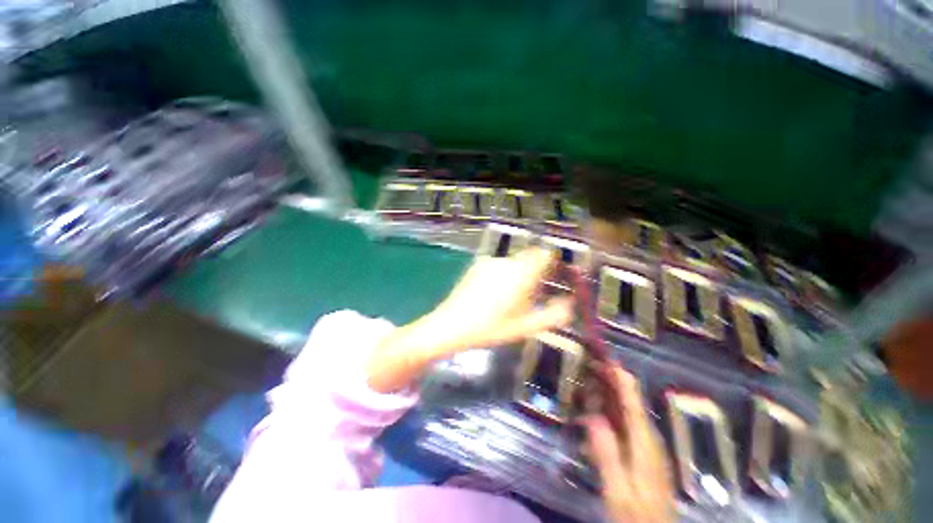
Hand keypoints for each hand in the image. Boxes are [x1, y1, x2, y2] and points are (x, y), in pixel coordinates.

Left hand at [366, 248, 573, 392]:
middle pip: (528, 259)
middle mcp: (506, 262)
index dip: (550, 262)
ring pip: (512, 263)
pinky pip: (498, 266)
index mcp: (521, 274)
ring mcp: (489, 262)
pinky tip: (491, 295)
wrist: (451, 325)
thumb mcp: (524, 327)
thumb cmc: (490, 328)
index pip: (543, 254)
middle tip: (529, 297)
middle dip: (533, 273)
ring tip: (508, 300)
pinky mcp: (477, 266)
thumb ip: (552, 316)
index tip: (552, 276)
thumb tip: (570, 305)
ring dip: (516, 275)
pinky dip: (502, 275)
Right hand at [584, 366, 673, 522]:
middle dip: (609, 378)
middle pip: (628, 399)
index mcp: (644, 441)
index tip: (603, 355)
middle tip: (587, 363)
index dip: (619, 375)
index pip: (632, 399)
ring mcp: (645, 444)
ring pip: (625, 409)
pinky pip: (623, 422)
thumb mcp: (618, 491)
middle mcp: (647, 436)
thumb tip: (593, 416)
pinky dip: (608, 409)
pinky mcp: (640, 451)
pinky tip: (593, 413)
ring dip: (606, 392)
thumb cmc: (637, 515)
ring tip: (586, 381)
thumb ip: (607, 455)